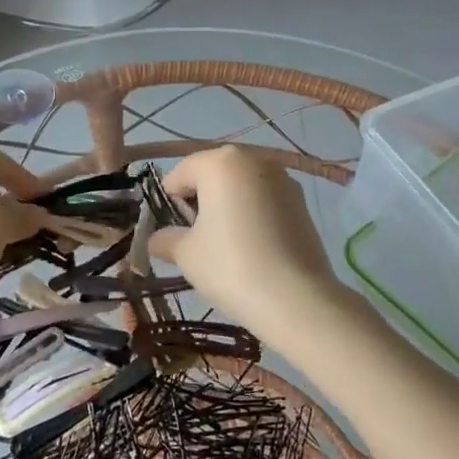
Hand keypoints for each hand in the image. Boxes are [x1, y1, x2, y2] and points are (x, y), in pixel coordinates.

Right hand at [149, 146, 354, 342]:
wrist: (297, 299)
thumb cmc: (231, 267)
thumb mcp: (186, 254)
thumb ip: (165, 239)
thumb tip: (156, 239)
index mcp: (220, 162)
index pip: (180, 174)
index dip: (168, 203)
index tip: (171, 233)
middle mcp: (254, 159)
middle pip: (213, 174)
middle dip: (199, 201)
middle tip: (196, 239)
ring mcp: (283, 179)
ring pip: (241, 186)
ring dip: (227, 206)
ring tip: (225, 245)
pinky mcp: (302, 202)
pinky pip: (264, 200)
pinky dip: (252, 215)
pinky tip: (252, 247)